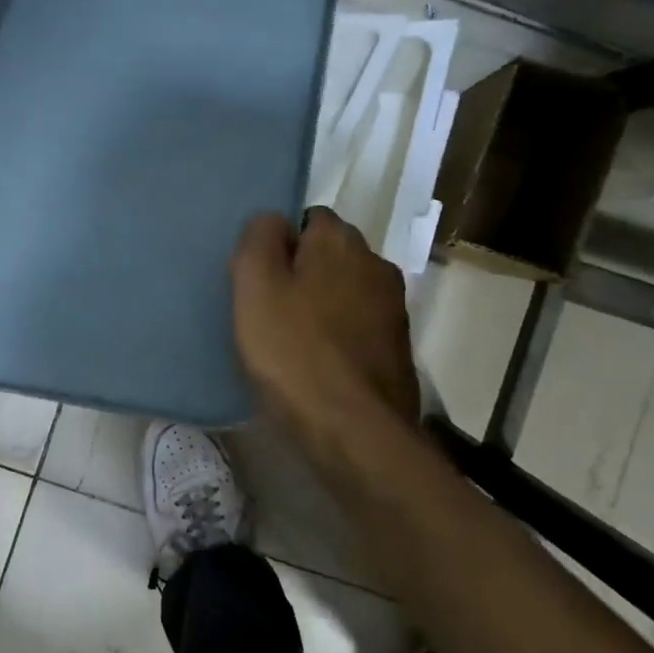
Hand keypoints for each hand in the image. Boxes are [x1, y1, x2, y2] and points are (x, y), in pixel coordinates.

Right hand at [231, 207, 420, 451]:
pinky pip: (358, 327)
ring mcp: (394, 308)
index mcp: (341, 241)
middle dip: (302, 273)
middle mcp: (376, 264)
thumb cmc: (294, 353)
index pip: (308, 218)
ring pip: (345, 292)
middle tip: (268, 309)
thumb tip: (272, 220)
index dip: (280, 243)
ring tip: (290, 341)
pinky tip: (316, 365)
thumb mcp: (255, 287)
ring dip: (321, 306)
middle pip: (329, 255)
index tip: (260, 278)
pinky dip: (338, 337)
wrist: (355, 434)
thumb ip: (258, 240)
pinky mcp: (398, 349)